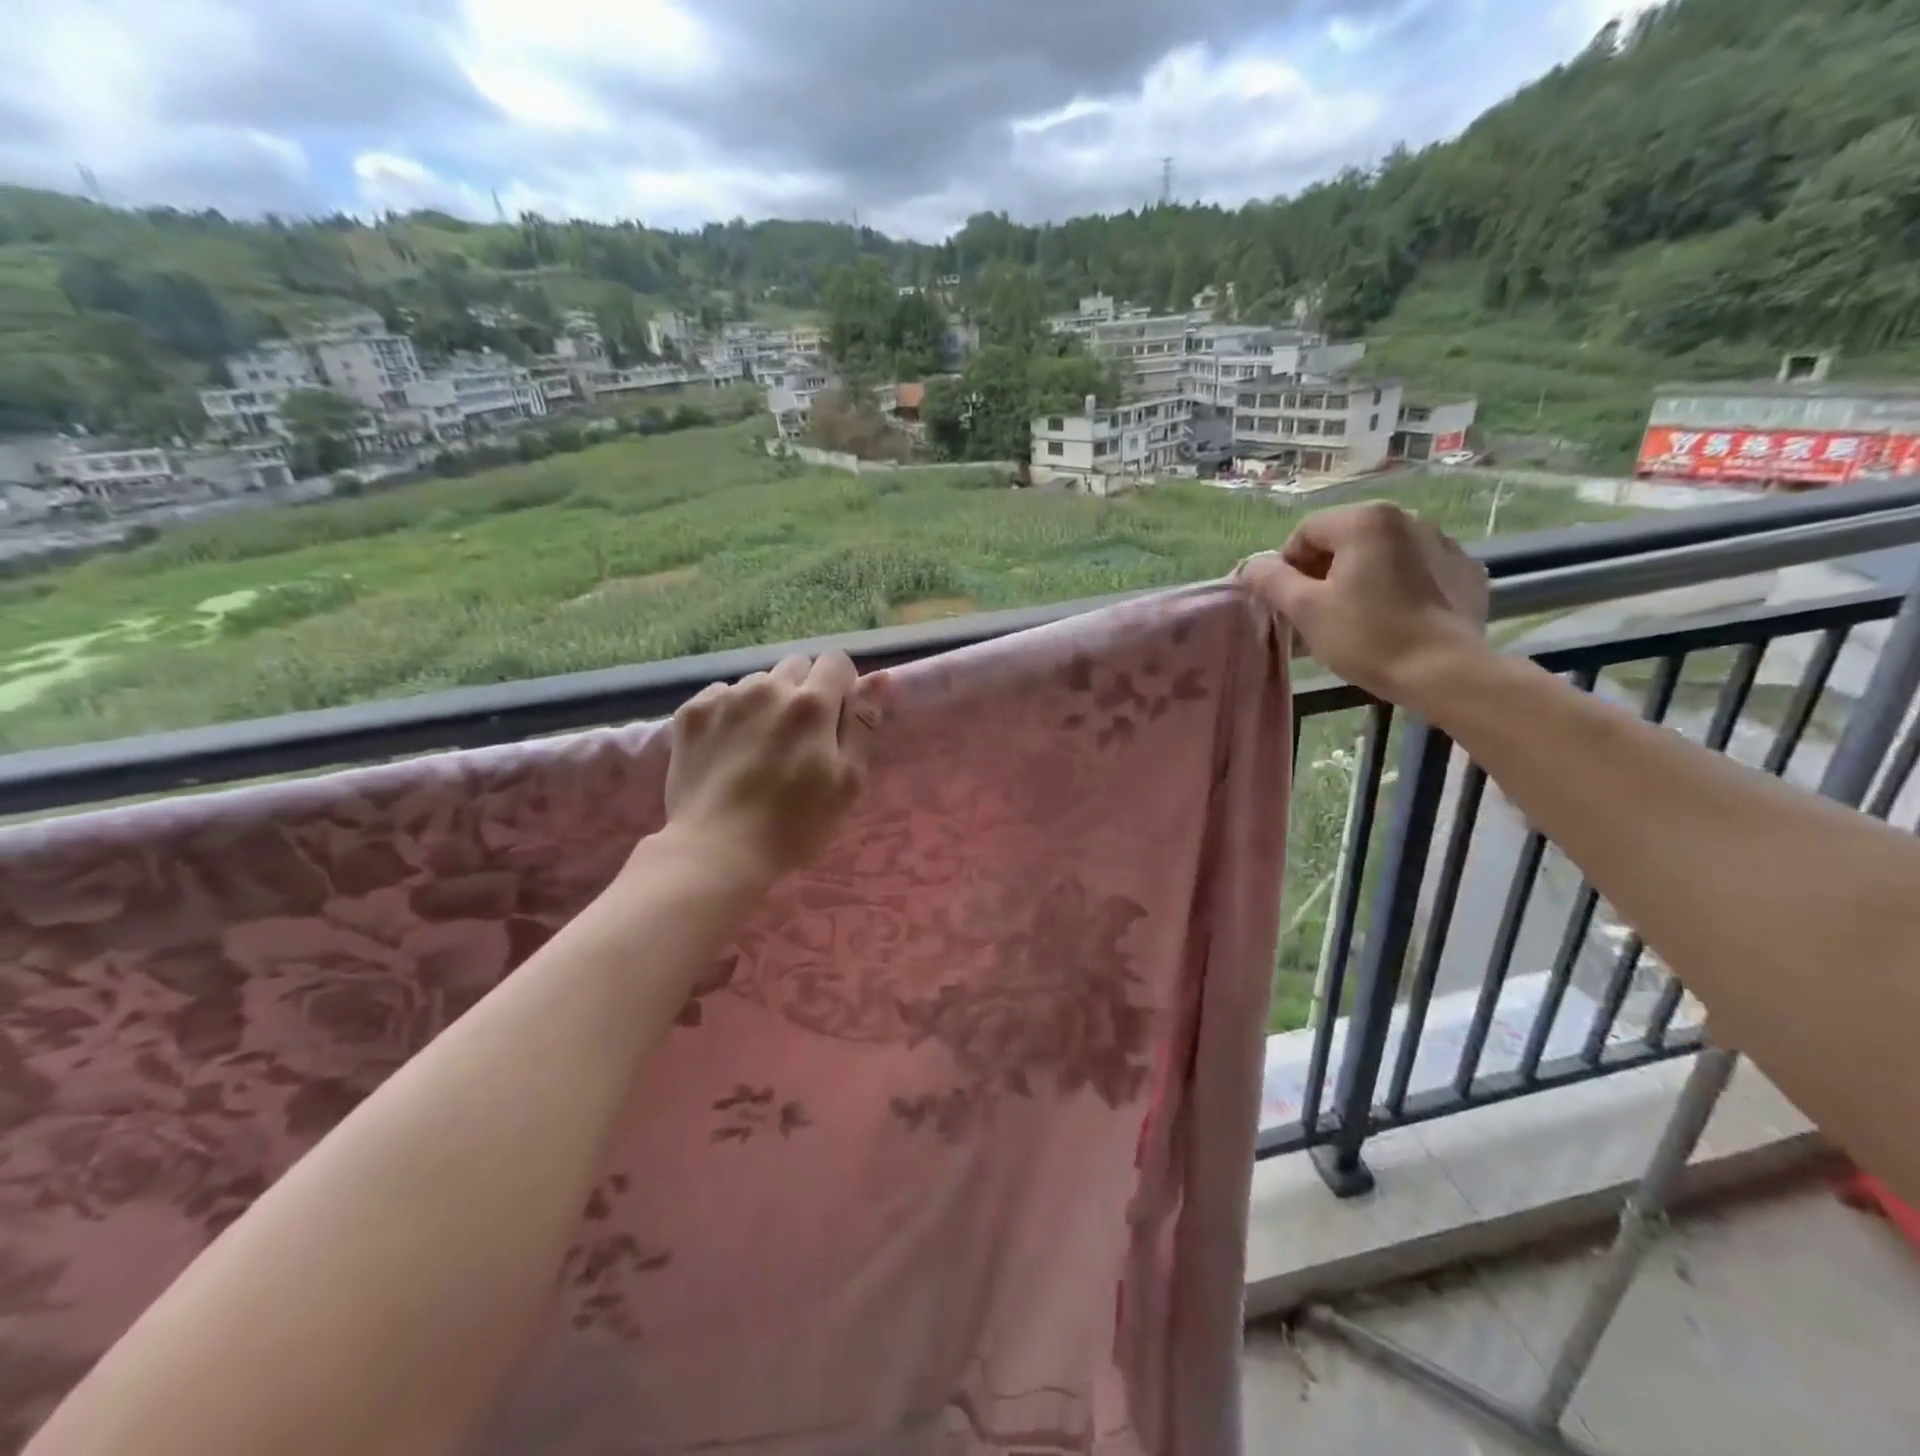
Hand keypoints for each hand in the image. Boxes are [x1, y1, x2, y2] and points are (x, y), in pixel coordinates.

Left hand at [661, 650, 880, 886]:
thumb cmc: (794, 824)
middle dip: (803, 690)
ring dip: (766, 702)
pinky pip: (721, 695)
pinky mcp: (692, 713)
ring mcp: (726, 698)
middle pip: (796, 666)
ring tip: (759, 746)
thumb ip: (862, 724)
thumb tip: (878, 678)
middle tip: (799, 736)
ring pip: (758, 682)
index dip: (841, 686)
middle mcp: (769, 688)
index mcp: (812, 704)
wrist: (715, 850)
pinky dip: (730, 713)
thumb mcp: (847, 782)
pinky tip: (728, 748)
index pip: (836, 662)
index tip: (836, 718)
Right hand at [1237, 501, 1490, 706]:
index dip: (1286, 566)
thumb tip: (1251, 566)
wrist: (1445, 672)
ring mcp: (1444, 543)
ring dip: (1358, 578)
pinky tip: (1392, 619)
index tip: (1284, 602)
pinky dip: (1396, 587)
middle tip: (1314, 613)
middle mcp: (1408, 518)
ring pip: (1381, 555)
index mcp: (1366, 520)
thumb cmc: (1367, 637)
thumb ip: (1272, 581)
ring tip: (1353, 618)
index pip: (1306, 532)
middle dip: (1322, 572)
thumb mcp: (1306, 610)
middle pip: (1345, 540)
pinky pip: (1415, 571)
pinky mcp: (1465, 572)